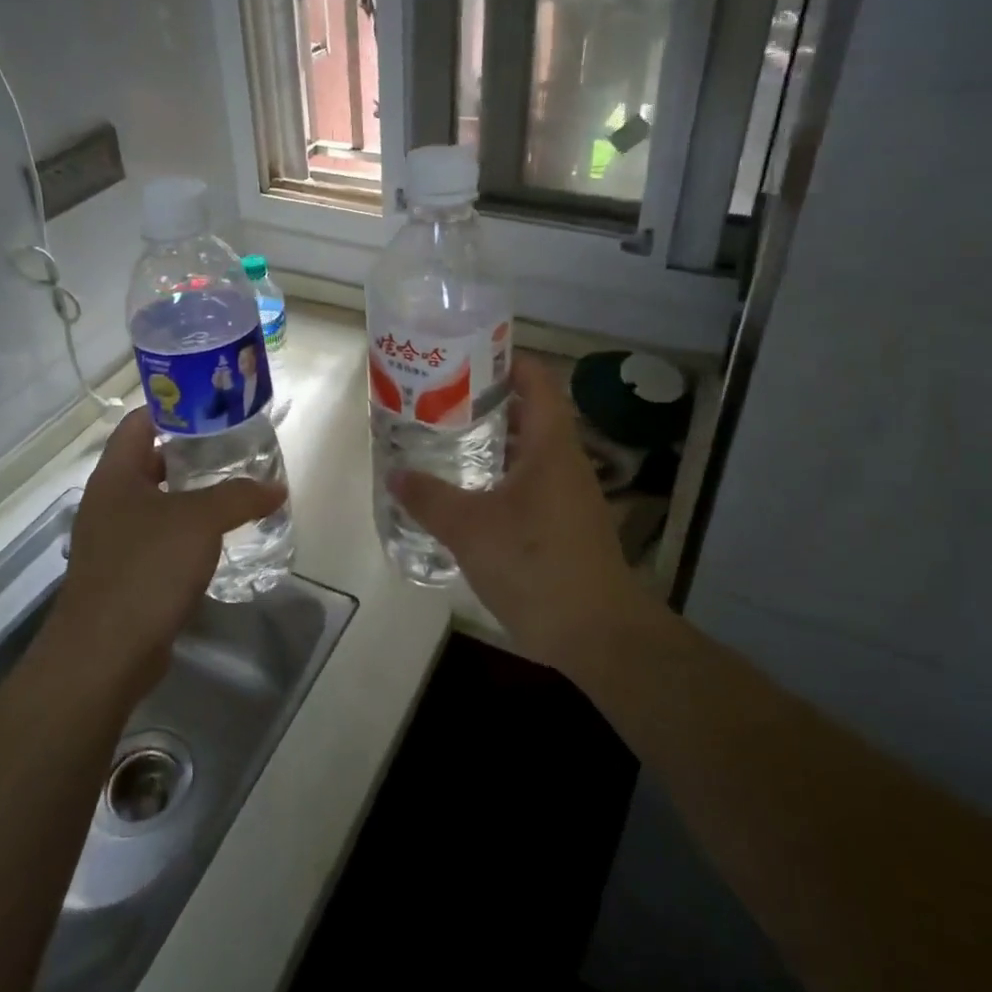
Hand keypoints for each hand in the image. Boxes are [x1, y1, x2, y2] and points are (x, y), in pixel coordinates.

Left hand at [48, 408, 286, 699]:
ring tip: (238, 486)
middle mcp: (110, 501)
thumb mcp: (199, 521)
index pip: (140, 421)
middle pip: (152, 460)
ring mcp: (115, 539)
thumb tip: (276, 488)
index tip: (214, 404)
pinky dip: (189, 531)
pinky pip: (162, 537)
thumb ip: (239, 496)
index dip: (174, 407)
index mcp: (115, 475)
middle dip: (193, 452)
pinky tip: (221, 536)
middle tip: (237, 446)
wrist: (104, 655)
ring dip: (194, 494)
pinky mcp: (127, 573)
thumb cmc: (145, 569)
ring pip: (160, 501)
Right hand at [389, 354, 648, 673]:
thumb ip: (429, 498)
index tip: (463, 356)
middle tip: (438, 399)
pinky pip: (529, 482)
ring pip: (526, 450)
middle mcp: (564, 461)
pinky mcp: (564, 524)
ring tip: (444, 439)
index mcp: (550, 445)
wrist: (597, 634)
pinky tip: (466, 493)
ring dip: (491, 442)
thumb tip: (394, 475)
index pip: (536, 379)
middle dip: (485, 402)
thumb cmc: (536, 565)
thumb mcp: (470, 529)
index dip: (504, 360)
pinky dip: (498, 476)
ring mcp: (568, 494)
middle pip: (528, 412)